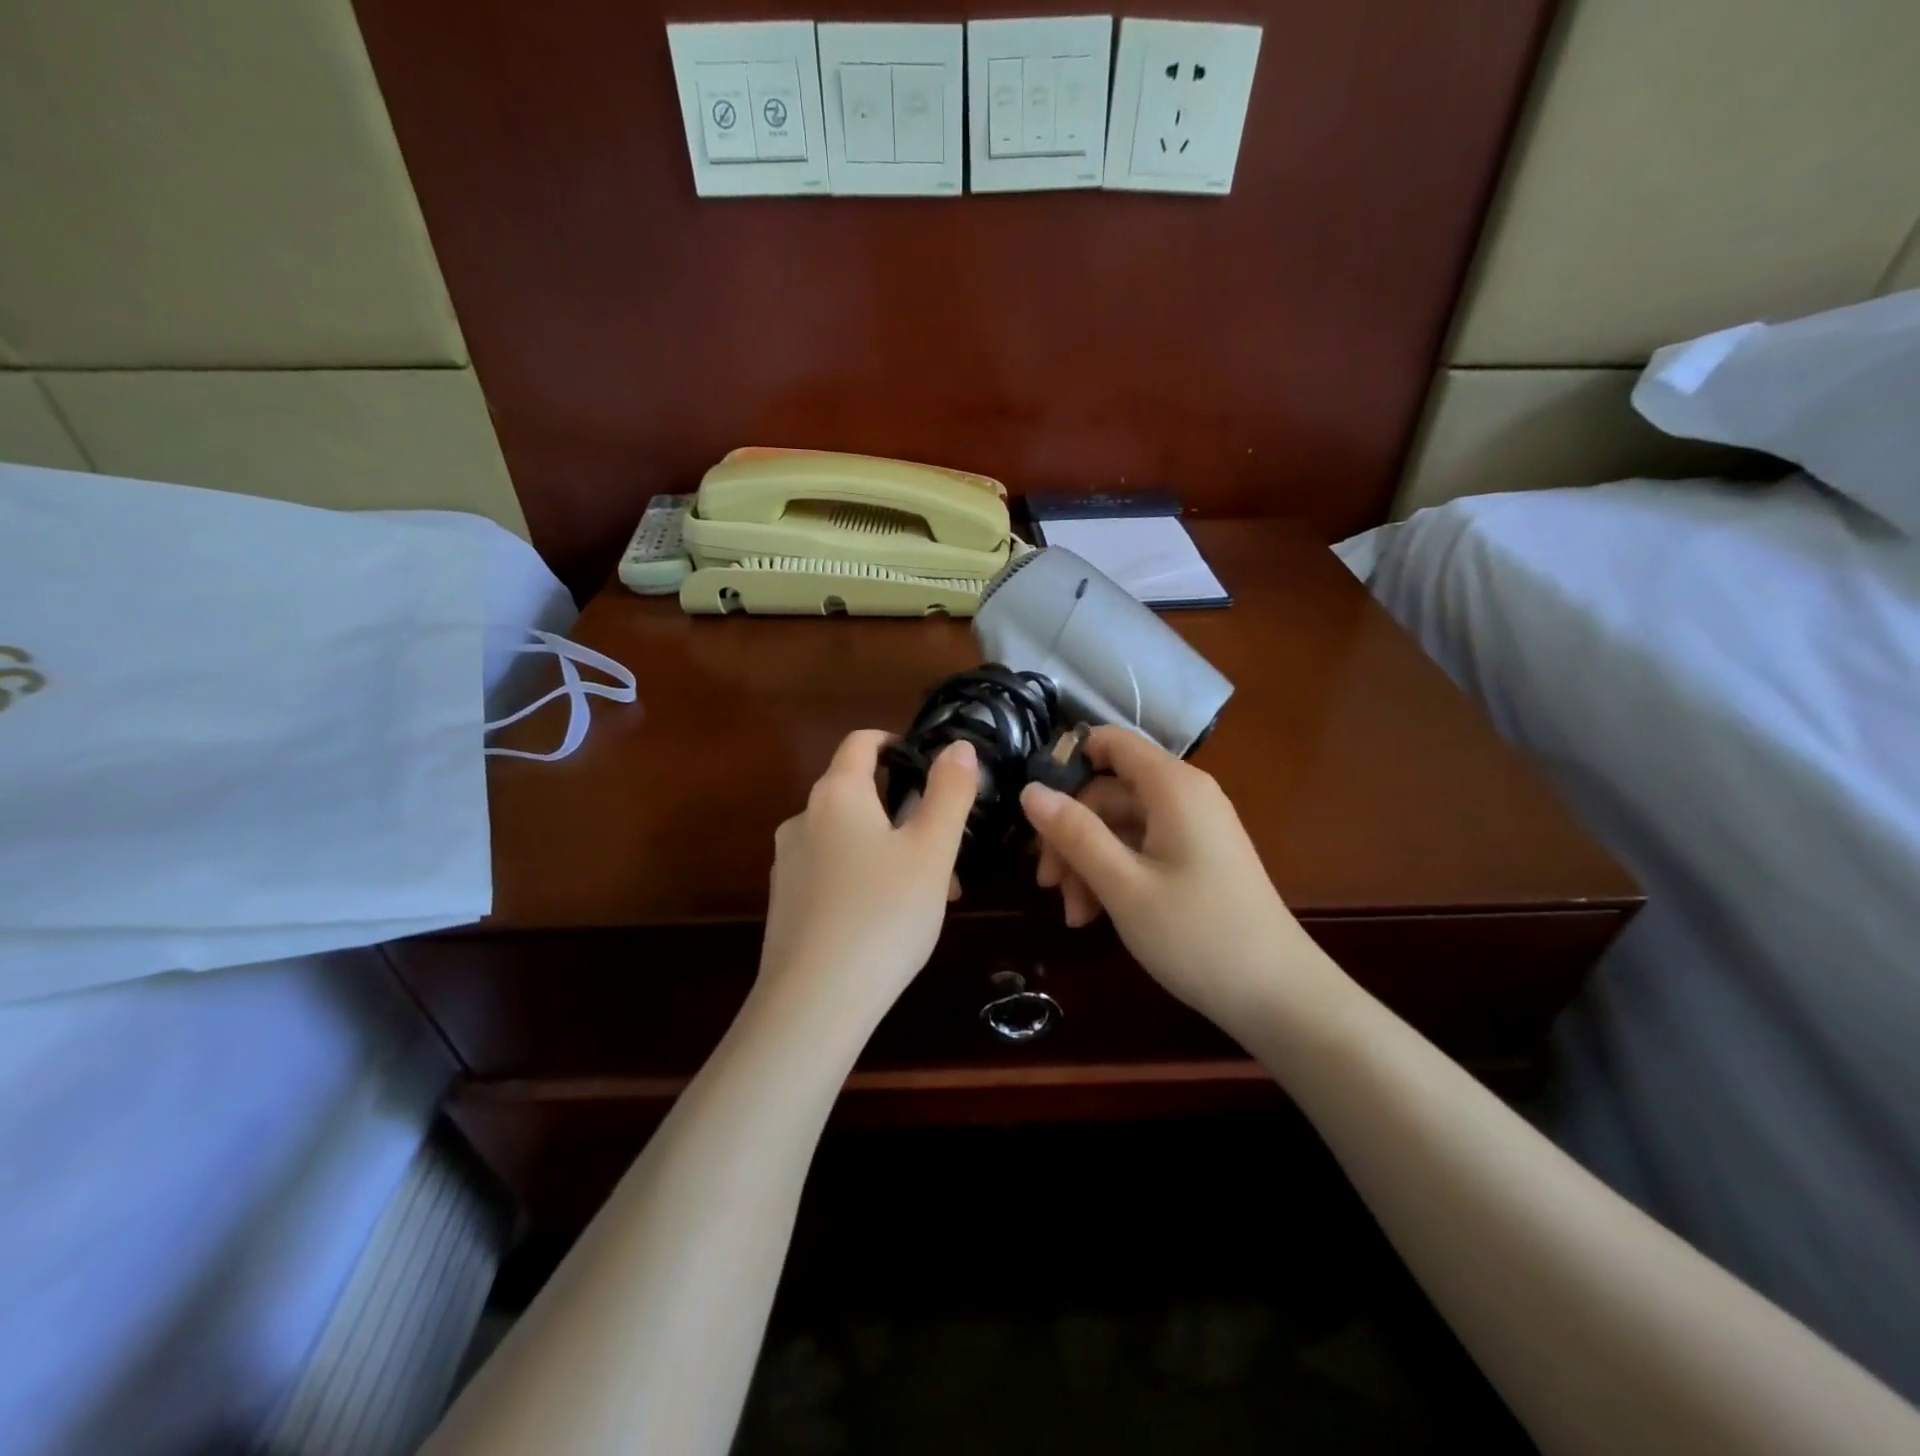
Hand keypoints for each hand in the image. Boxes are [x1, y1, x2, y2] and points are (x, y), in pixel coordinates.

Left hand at [757, 731, 977, 1035]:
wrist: (814, 1002)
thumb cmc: (883, 914)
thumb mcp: (931, 851)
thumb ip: (949, 792)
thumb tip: (958, 746)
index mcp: (837, 794)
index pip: (861, 743)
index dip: (895, 743)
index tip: (928, 767)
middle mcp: (803, 819)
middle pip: (858, 794)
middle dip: (906, 812)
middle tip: (945, 851)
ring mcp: (788, 863)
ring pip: (849, 838)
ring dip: (891, 850)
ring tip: (931, 895)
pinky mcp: (784, 903)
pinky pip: (832, 873)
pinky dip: (865, 878)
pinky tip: (890, 921)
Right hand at [1020, 727, 1331, 1030]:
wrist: (1279, 996)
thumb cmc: (1197, 935)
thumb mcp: (1123, 885)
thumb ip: (1075, 833)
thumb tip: (1030, 790)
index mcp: (1173, 787)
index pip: (1111, 742)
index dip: (1068, 761)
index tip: (1034, 806)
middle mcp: (1185, 796)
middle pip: (1108, 793)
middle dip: (1071, 834)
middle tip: (1048, 884)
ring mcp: (1192, 829)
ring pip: (1120, 827)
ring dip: (1088, 864)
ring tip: (1074, 914)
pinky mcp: (1195, 859)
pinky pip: (1141, 850)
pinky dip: (1114, 875)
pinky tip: (1095, 916)